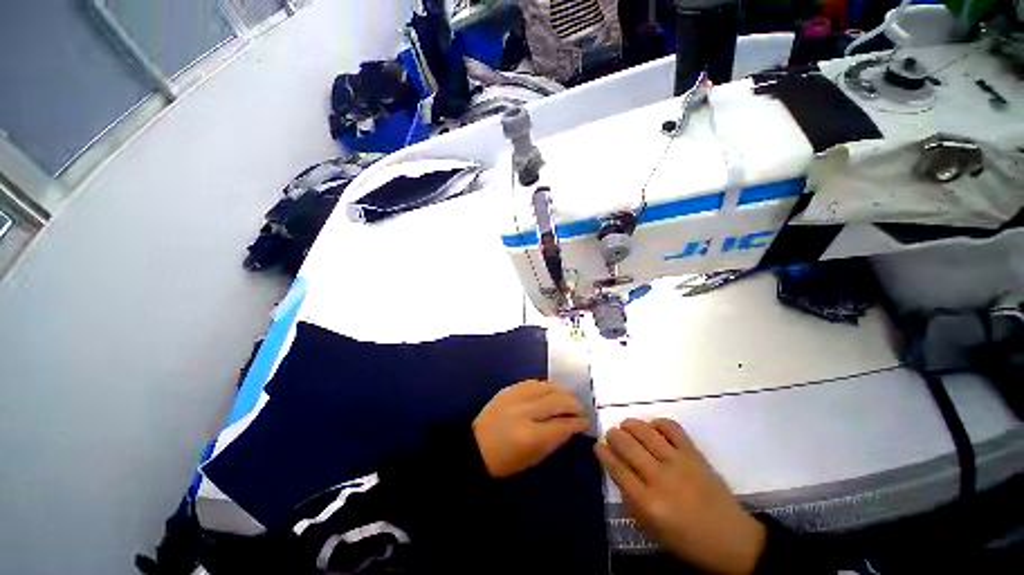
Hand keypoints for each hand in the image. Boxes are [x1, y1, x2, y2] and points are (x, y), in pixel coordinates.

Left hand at [473, 379, 589, 477]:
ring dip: (562, 392)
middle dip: (574, 405)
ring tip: (567, 398)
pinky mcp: (509, 389)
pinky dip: (545, 386)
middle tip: (580, 410)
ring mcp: (516, 397)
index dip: (579, 423)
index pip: (564, 424)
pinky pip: (533, 382)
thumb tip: (571, 427)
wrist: (475, 446)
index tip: (587, 423)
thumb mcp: (533, 459)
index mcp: (532, 435)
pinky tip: (550, 391)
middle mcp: (526, 411)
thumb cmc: (504, 461)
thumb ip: (555, 441)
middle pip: (559, 401)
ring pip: (547, 387)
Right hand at [596, 419, 766, 574]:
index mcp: (648, 503)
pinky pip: (671, 427)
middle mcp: (660, 478)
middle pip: (627, 445)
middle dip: (613, 436)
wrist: (733, 541)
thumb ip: (631, 500)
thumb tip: (617, 470)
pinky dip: (657, 423)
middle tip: (611, 436)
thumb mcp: (652, 530)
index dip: (603, 453)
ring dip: (629, 425)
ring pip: (644, 431)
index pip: (616, 468)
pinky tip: (652, 427)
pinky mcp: (694, 453)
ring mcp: (678, 462)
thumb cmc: (688, 542)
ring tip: (626, 427)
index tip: (598, 446)